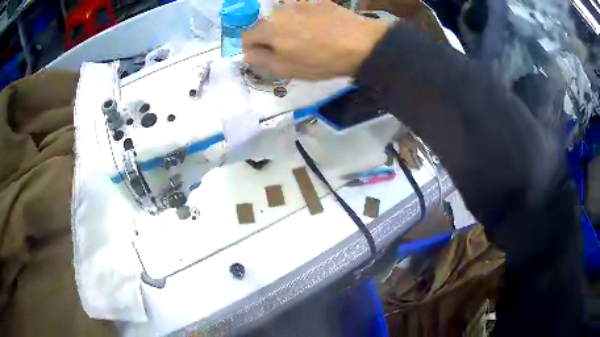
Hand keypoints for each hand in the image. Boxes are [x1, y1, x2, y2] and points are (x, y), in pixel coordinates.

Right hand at [242, 0, 387, 79]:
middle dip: (270, 38)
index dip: (253, 50)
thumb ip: (261, 60)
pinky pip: (301, 12)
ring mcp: (298, 3)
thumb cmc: (321, 59)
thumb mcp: (287, 68)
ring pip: (283, 18)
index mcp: (268, 28)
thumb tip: (248, 54)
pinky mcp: (316, 1)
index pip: (246, 37)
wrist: (361, 43)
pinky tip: (319, 29)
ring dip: (287, 28)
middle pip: (264, 25)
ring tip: (307, 39)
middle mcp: (278, 11)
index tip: (266, 58)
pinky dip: (303, 20)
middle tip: (288, 51)